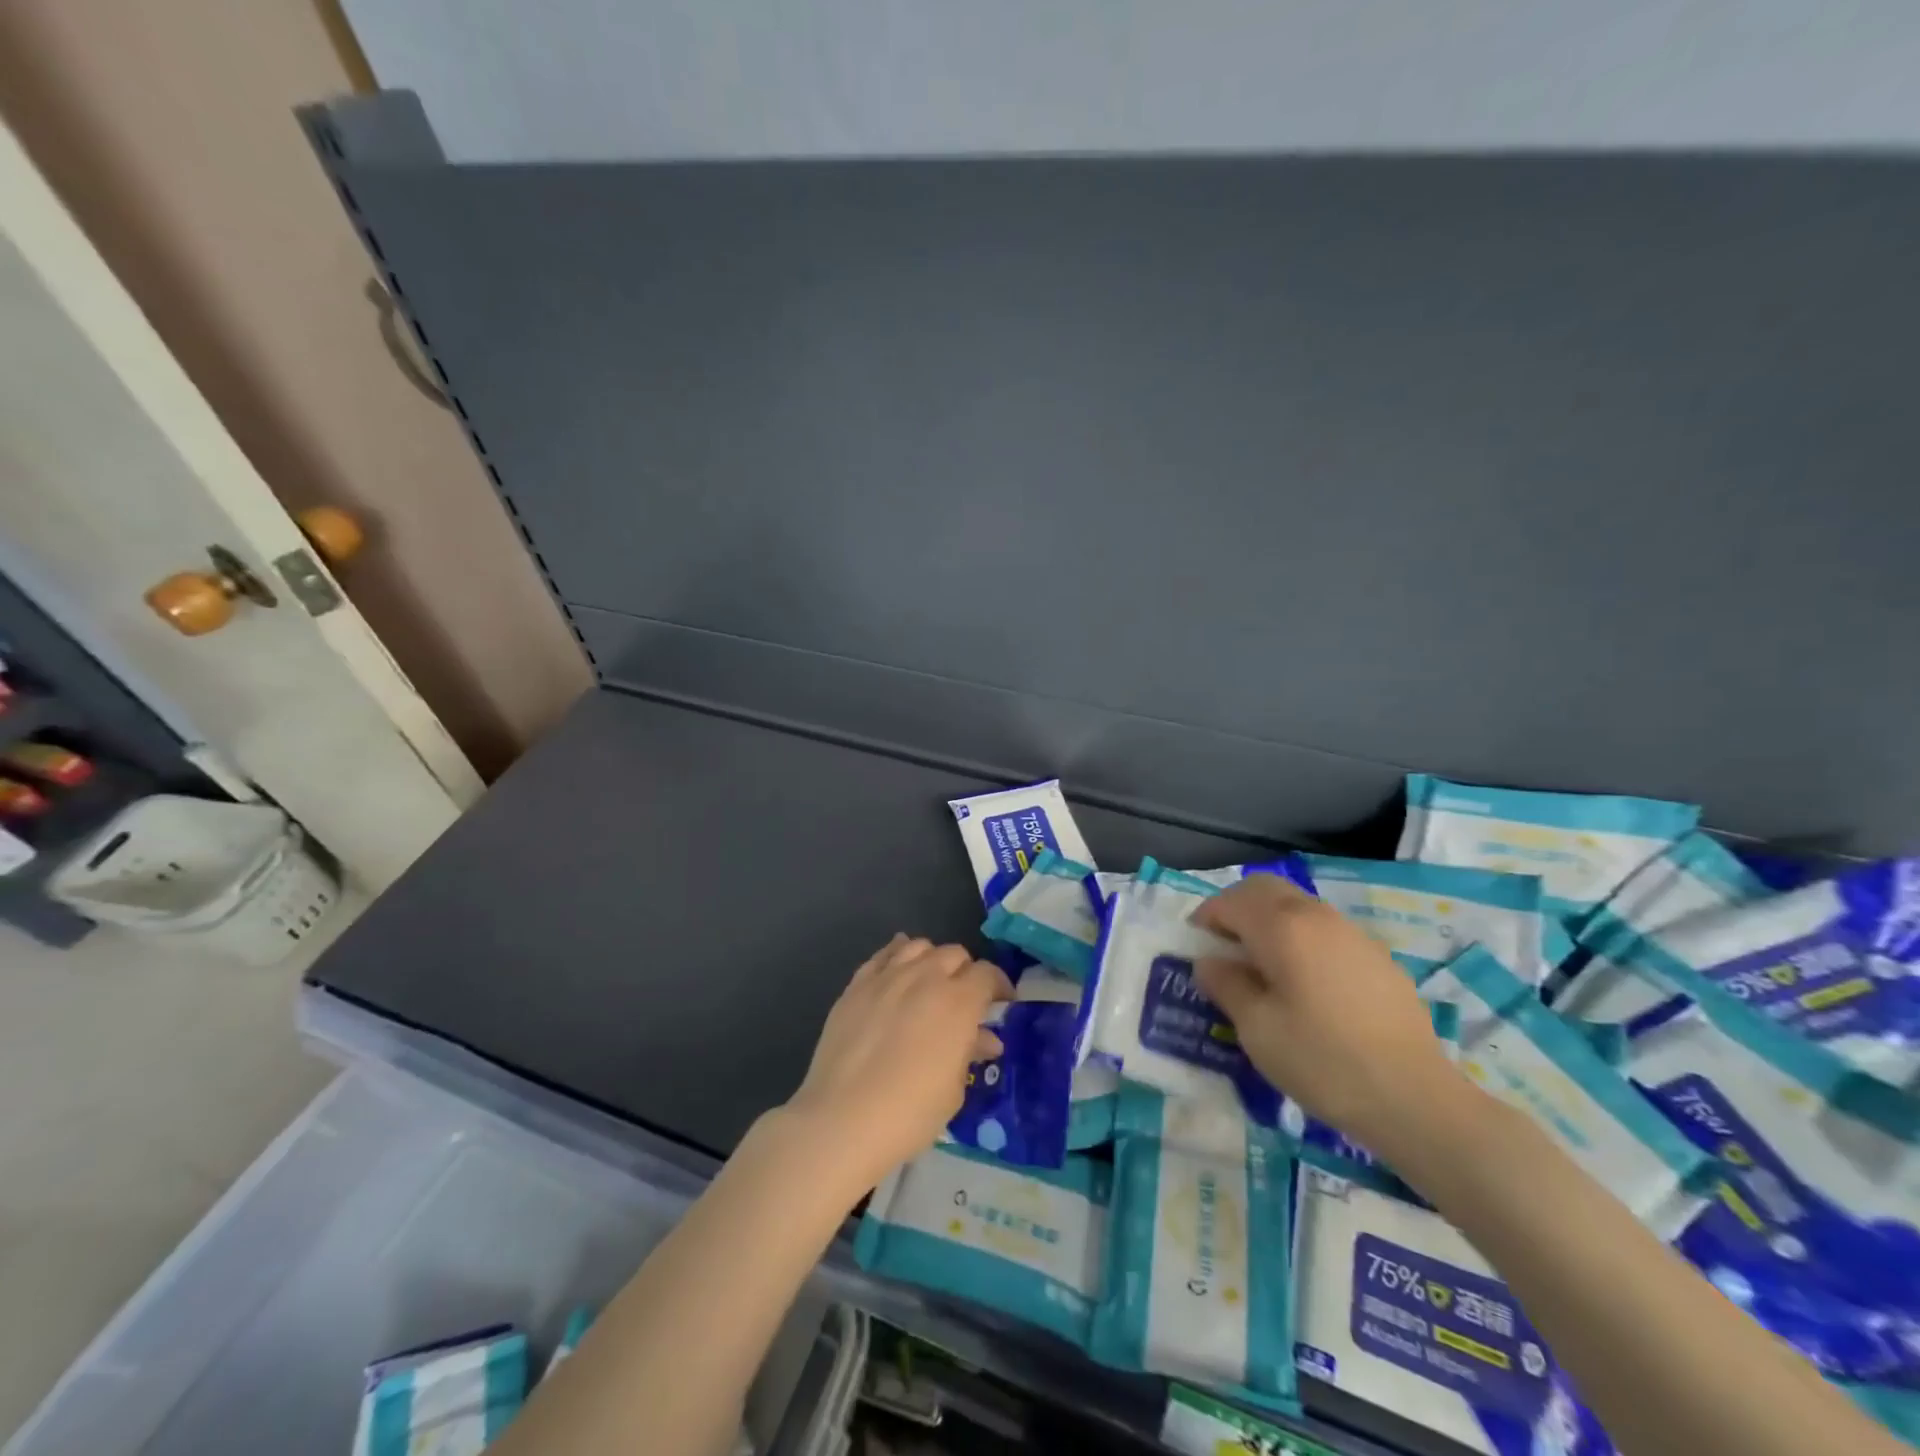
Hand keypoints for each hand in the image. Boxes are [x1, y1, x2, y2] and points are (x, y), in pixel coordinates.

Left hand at [782, 934, 1012, 1193]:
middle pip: (954, 954)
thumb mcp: (953, 1089)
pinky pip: (883, 955)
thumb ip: (969, 1051)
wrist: (842, 1119)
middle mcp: (925, 977)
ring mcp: (887, 976)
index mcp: (958, 1001)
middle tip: (965, 1000)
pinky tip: (898, 971)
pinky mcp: (856, 985)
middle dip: (966, 972)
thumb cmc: (910, 1112)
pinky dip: (897, 956)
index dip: (999, 986)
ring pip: (919, 947)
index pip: (987, 974)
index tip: (1001, 1003)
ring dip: (932, 960)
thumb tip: (984, 1038)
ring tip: (931, 983)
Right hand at [1193, 874, 1467, 1156]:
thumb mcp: (1256, 1029)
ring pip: (1297, 906)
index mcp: (1281, 927)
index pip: (1229, 901)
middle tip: (1226, 950)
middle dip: (1237, 909)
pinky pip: (1325, 930)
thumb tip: (1210, 962)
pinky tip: (1308, 987)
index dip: (1205, 920)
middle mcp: (1316, 916)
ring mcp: (1352, 933)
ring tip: (1264, 970)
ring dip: (1270, 922)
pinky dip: (1302, 940)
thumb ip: (1225, 985)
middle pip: (1265, 889)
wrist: (1415, 1098)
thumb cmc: (1322, 1061)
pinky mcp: (1378, 957)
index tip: (1197, 951)